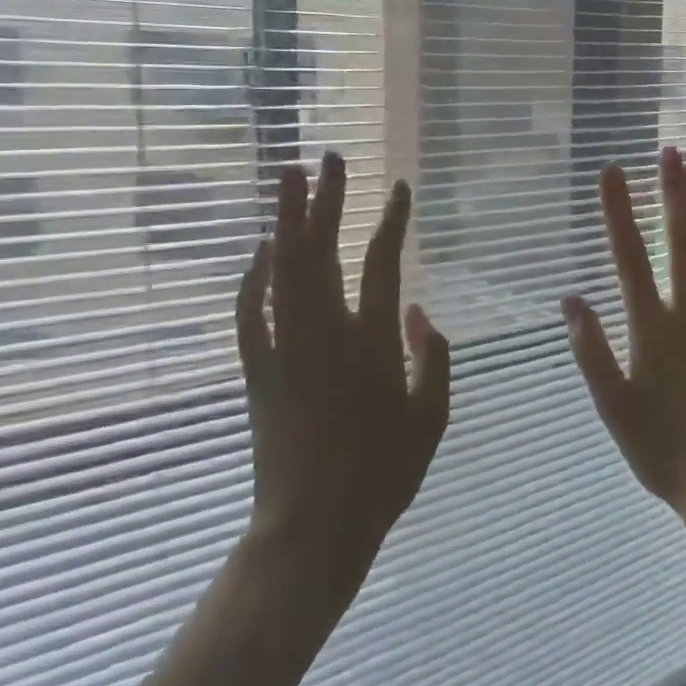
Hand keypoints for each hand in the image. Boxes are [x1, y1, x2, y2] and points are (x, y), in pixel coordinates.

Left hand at [234, 153, 450, 601]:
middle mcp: (327, 333)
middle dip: (327, 200)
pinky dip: (253, 276)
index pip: (384, 263)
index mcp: (374, 343)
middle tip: (329, 158)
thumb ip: (434, 358)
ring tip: (289, 177)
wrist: (313, 526)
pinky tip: (259, 250)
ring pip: (283, 269)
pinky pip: (251, 311)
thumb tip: (421, 313)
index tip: (399, 187)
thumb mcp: (432, 418)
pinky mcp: (257, 370)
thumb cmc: (383, 474)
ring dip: (286, 220)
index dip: (392, 220)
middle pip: (322, 251)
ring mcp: (286, 348)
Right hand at [562, 147, 685, 515]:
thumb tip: (571, 298)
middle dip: (672, 195)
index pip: (629, 258)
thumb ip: (592, 352)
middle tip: (671, 152)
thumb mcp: (612, 408)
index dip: (619, 213)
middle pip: (680, 243)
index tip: (612, 173)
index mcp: (650, 329)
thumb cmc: (661, 449)